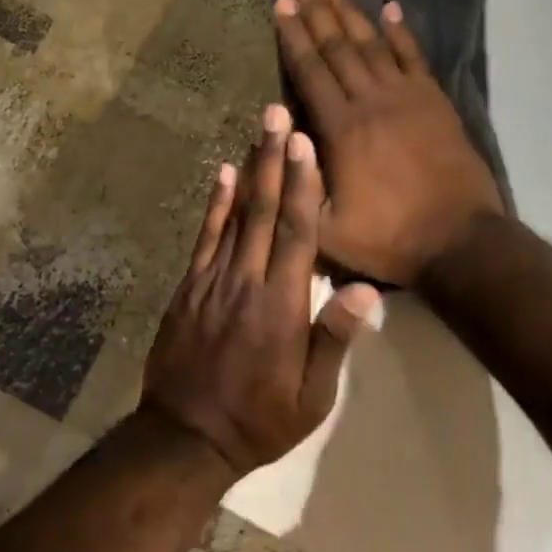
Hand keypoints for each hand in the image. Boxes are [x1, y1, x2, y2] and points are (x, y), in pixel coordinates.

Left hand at [142, 104, 380, 478]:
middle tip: (277, 113)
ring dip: (249, 169)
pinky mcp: (189, 286)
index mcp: (282, 306)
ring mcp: (212, 280)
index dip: (301, 184)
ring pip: (235, 215)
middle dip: (273, 159)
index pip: (295, 233)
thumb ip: (334, 339)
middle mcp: (246, 281)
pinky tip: (224, 174)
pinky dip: (215, 204)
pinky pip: (205, 237)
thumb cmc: (260, 419)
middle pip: (264, 210)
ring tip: (258, 129)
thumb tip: (366, 289)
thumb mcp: (312, 397)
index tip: (304, 142)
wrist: (185, 438)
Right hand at [274, 0, 504, 287]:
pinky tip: (391, 8)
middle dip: (316, 10)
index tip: (280, 3)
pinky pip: (415, 57)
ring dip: (351, 12)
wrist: (459, 241)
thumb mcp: (326, 229)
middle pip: (338, 47)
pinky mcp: (436, 102)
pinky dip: (401, 31)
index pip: (310, 70)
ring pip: (373, 44)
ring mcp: (408, 97)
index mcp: (341, 129)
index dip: (293, 35)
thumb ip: (299, 183)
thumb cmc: (389, 239)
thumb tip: (280, 135)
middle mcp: (371, 101)